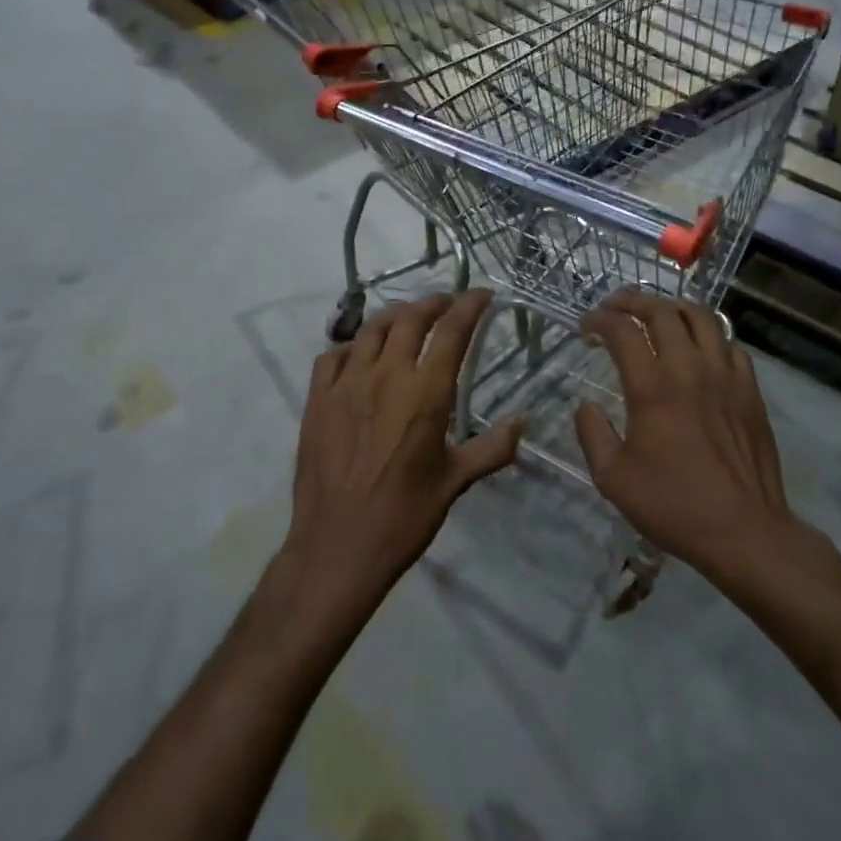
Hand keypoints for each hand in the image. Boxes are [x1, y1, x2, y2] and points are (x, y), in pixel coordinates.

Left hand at [284, 291, 521, 600]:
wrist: (338, 546)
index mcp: (425, 393)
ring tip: (407, 320)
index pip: (452, 332)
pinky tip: (359, 356)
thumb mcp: (455, 482)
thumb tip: (523, 421)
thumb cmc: (404, 516)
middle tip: (446, 306)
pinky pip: (332, 356)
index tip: (480, 294)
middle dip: (432, 304)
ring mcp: (346, 384)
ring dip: (395, 317)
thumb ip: (492, 448)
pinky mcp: (317, 399)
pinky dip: (351, 346)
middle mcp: (385, 376)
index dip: (469, 306)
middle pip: (410, 319)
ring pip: (371, 330)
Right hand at [575, 291, 789, 578]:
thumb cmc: (672, 504)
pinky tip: (700, 351)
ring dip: (673, 309)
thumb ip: (592, 434)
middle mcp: (689, 370)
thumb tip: (586, 407)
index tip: (587, 326)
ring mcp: (725, 376)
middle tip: (616, 308)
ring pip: (701, 319)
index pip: (622, 331)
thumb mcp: (612, 478)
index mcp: (651, 388)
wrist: (743, 530)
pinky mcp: (750, 391)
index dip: (599, 320)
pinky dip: (709, 337)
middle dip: (633, 302)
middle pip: (662, 312)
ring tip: (658, 316)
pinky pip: (730, 346)